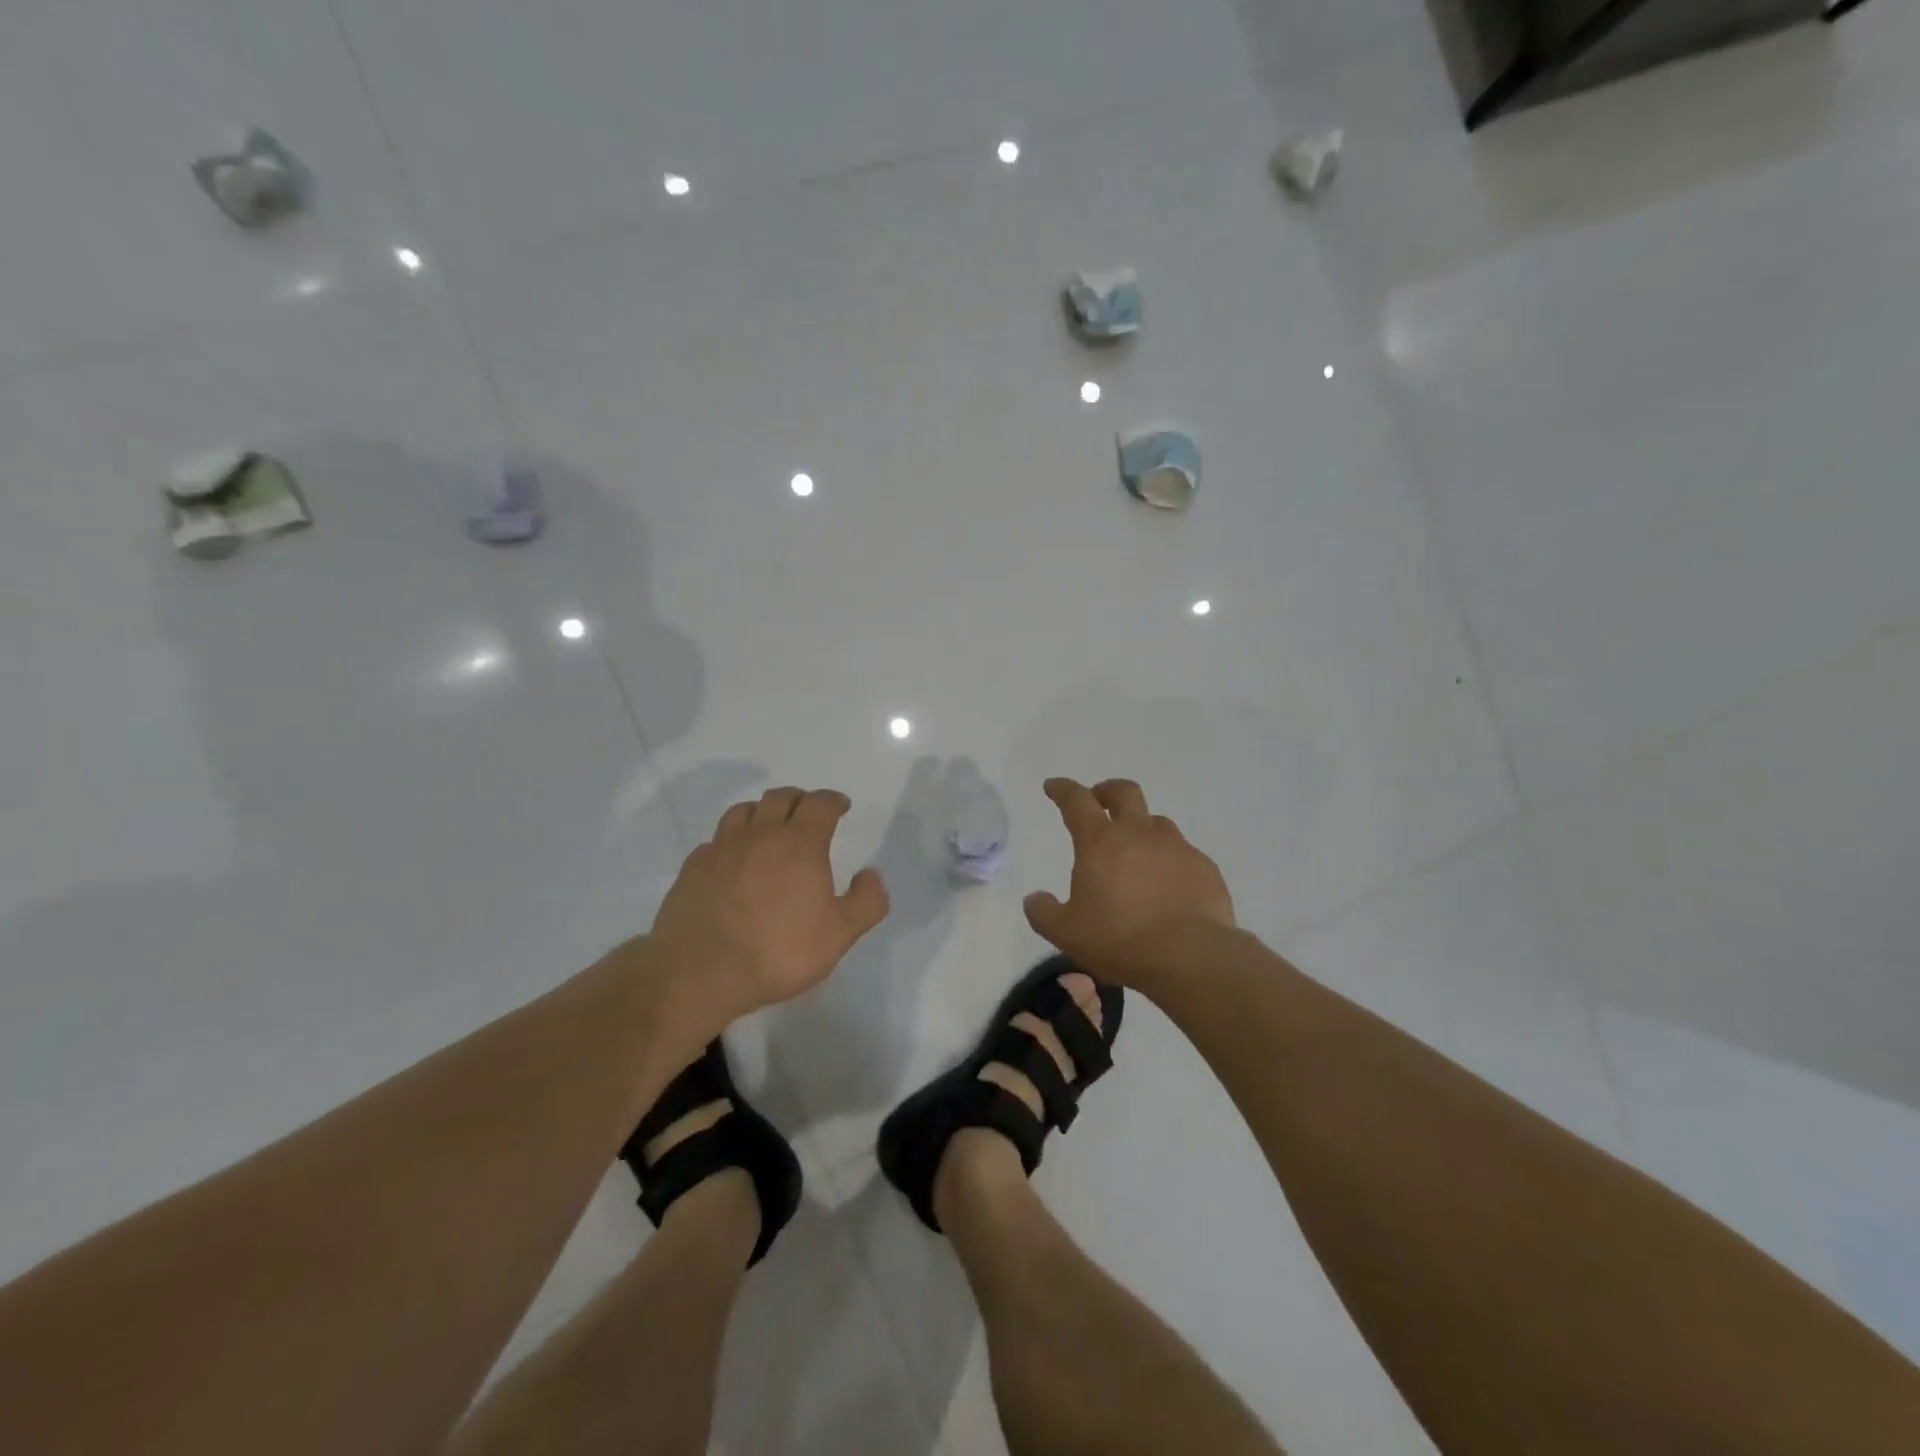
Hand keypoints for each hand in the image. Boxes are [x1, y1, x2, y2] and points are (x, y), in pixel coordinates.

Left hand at [652, 787, 889, 1022]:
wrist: (701, 971)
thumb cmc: (779, 950)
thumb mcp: (840, 934)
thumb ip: (866, 901)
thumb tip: (871, 874)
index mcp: (800, 843)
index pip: (820, 804)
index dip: (833, 800)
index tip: (841, 806)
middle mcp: (760, 834)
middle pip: (780, 798)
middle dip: (799, 799)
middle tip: (808, 811)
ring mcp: (722, 848)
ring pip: (743, 811)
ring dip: (762, 812)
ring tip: (768, 826)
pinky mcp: (693, 867)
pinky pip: (716, 840)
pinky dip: (730, 841)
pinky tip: (733, 859)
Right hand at [1024, 778, 1234, 985]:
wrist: (1190, 957)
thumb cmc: (1120, 940)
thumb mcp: (1066, 933)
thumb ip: (1044, 912)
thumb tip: (1034, 899)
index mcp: (1100, 843)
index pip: (1077, 801)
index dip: (1063, 789)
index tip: (1054, 786)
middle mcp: (1139, 834)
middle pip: (1124, 792)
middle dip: (1108, 791)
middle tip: (1100, 801)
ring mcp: (1176, 848)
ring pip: (1157, 821)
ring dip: (1142, 826)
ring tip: (1137, 850)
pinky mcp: (1204, 867)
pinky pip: (1183, 852)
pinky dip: (1170, 859)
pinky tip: (1169, 884)